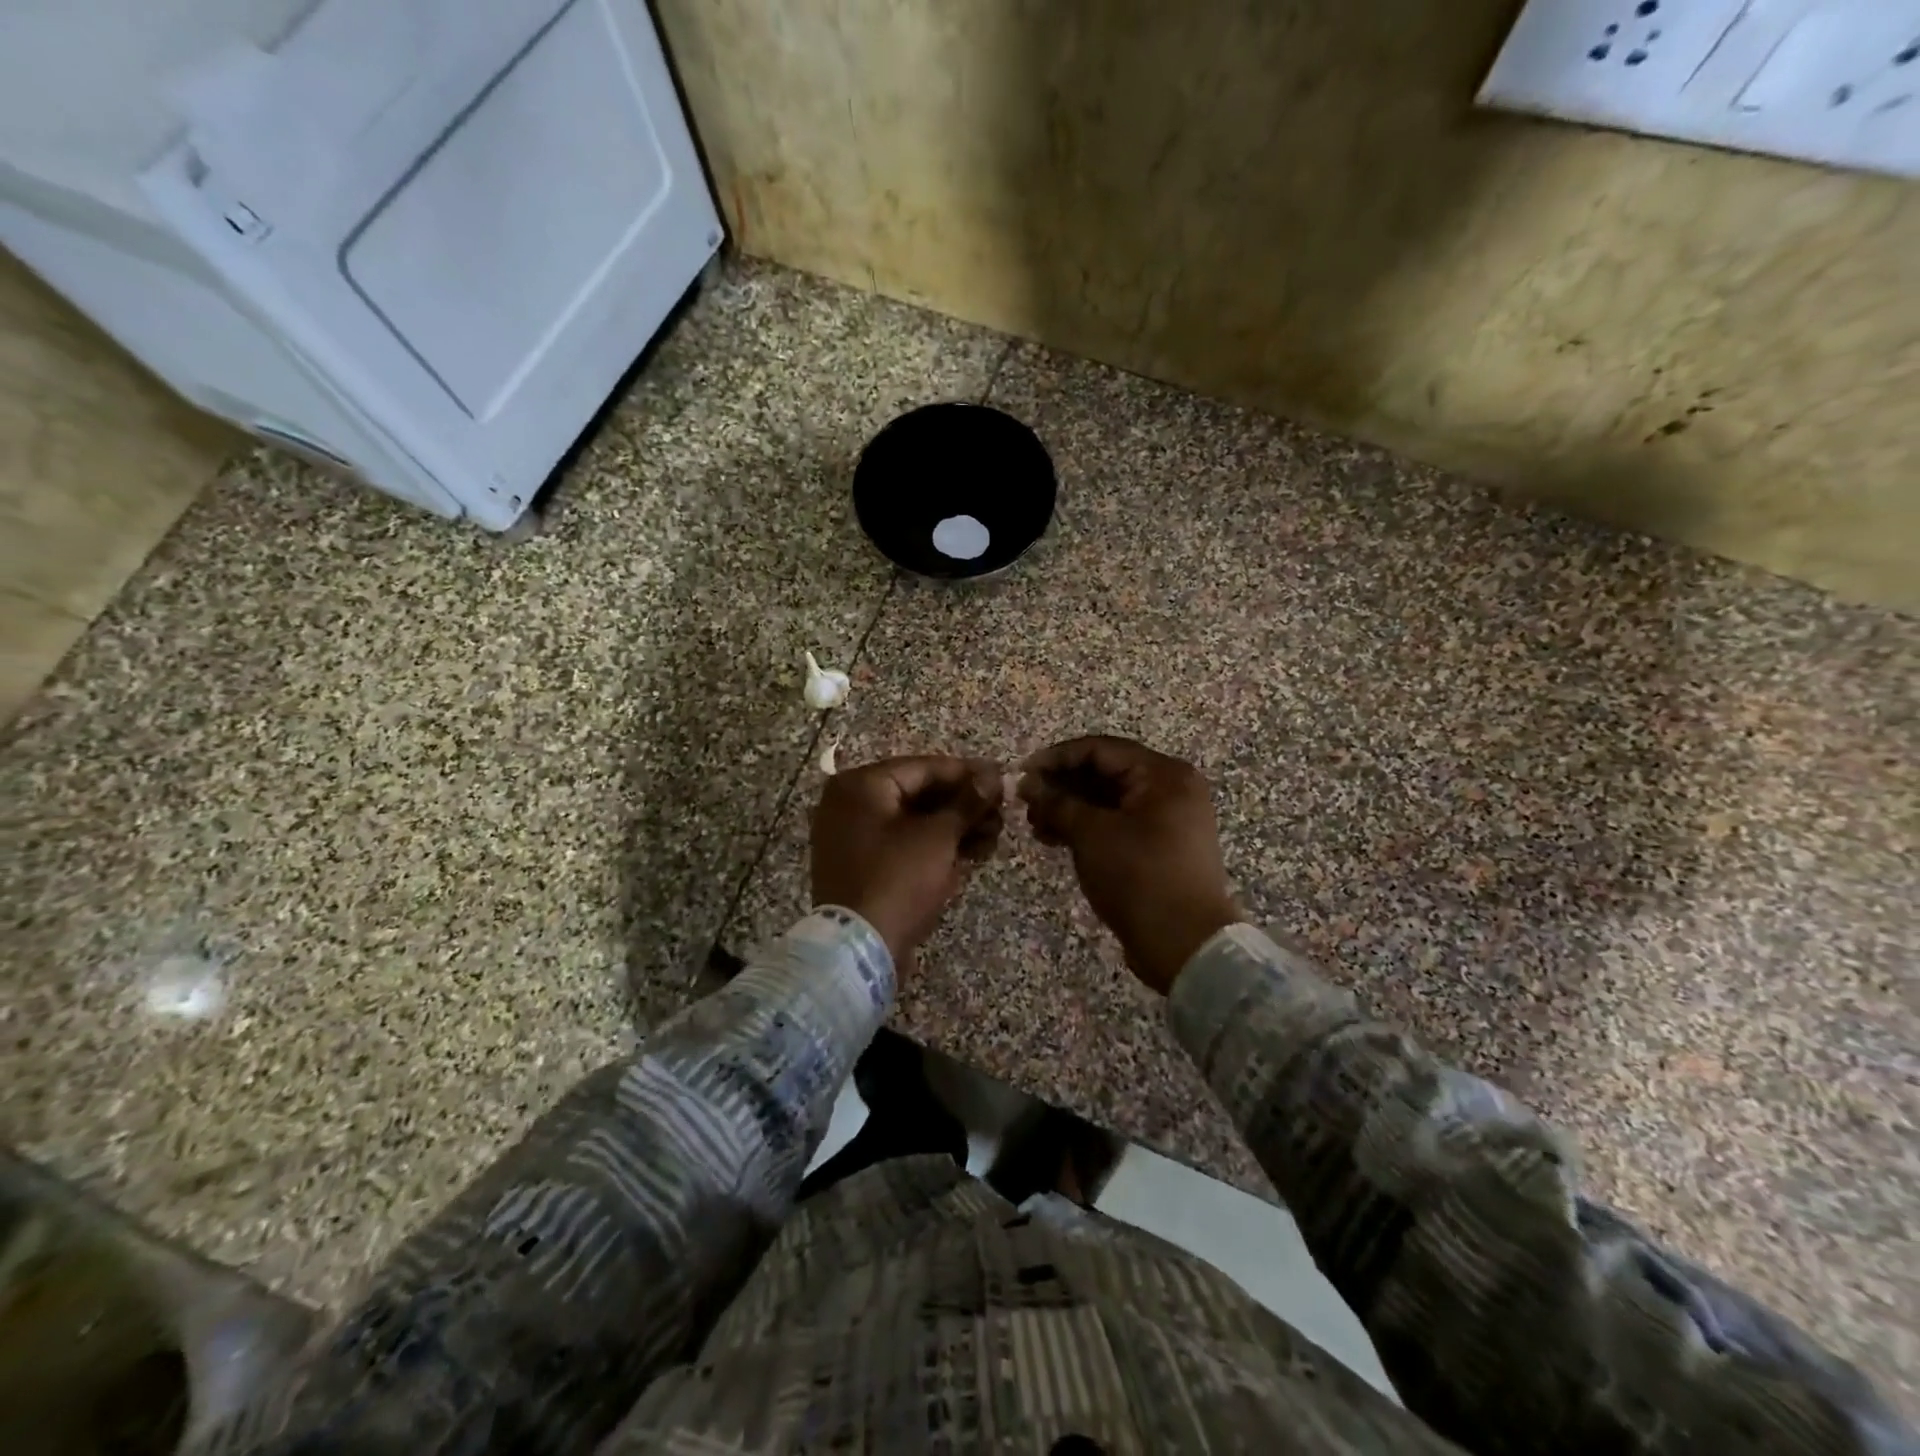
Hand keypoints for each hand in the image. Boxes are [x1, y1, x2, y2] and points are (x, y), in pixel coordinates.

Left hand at [811, 755, 1004, 965]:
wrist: (859, 950)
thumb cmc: (898, 880)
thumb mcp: (938, 837)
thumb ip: (967, 802)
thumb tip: (993, 775)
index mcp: (861, 786)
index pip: (924, 767)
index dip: (967, 773)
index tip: (1003, 778)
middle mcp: (850, 804)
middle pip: (919, 793)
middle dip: (964, 804)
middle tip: (1002, 812)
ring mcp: (854, 837)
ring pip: (915, 821)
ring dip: (956, 826)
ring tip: (995, 836)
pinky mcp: (864, 866)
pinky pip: (904, 844)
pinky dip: (936, 846)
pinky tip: (974, 852)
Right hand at [1019, 736, 1238, 994]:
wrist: (1186, 944)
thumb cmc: (1139, 878)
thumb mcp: (1091, 835)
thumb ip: (1057, 802)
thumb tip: (1027, 783)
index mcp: (1163, 774)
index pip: (1099, 749)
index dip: (1056, 758)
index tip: (1021, 774)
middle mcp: (1171, 788)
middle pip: (1106, 773)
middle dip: (1062, 786)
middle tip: (1026, 804)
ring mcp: (1170, 818)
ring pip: (1110, 800)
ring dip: (1071, 809)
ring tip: (1036, 827)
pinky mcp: (1162, 846)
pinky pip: (1119, 823)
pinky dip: (1089, 828)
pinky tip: (1056, 840)